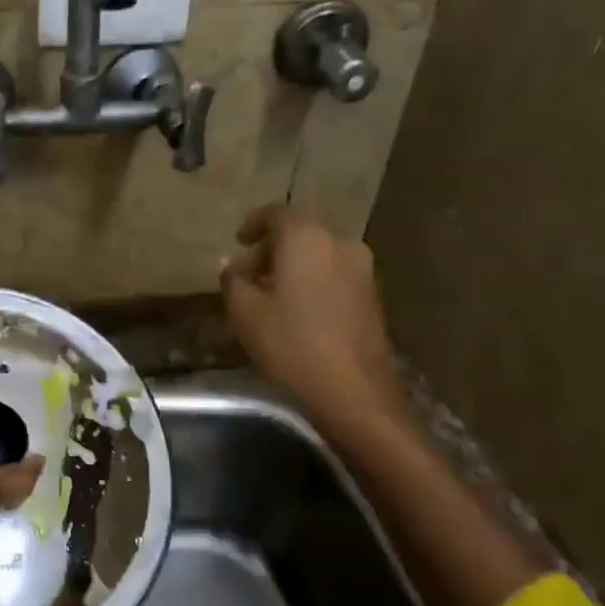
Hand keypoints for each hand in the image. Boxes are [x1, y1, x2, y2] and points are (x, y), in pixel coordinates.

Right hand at [221, 204, 410, 431]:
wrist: (353, 392)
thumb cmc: (291, 344)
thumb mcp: (245, 312)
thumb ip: (233, 279)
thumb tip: (232, 264)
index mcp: (306, 238)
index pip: (275, 213)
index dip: (252, 224)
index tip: (237, 242)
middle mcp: (339, 243)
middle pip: (299, 234)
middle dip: (270, 250)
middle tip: (247, 276)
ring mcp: (362, 270)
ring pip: (317, 255)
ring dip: (292, 268)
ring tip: (269, 297)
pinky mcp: (372, 296)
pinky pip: (333, 275)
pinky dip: (312, 282)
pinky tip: (297, 312)